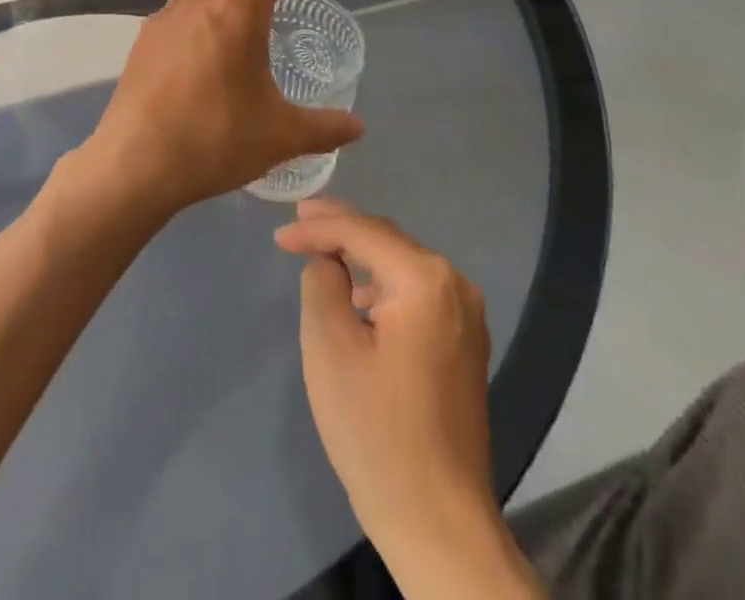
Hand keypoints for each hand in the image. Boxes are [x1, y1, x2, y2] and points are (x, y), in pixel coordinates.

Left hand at [82, 0, 362, 215]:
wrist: (135, 163)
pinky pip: (176, 11)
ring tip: (237, 25)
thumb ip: (323, 128)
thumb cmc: (214, 140)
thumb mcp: (278, 136)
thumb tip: (357, 129)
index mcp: (238, 12)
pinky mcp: (143, 40)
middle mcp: (199, 2)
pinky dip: (196, 15)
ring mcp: (165, 18)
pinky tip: (200, 54)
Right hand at [275, 199, 499, 560]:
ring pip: (401, 264)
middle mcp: (455, 285)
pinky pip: (415, 292)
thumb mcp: (329, 347)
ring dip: (360, 254)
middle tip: (298, 221)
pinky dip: (381, 283)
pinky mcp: (463, 343)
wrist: (438, 523)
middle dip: (340, 228)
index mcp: (425, 280)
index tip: (279, 235)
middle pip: (386, 240)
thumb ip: (322, 283)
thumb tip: (328, 261)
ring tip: (319, 249)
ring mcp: (465, 316)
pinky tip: (355, 295)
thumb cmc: (376, 431)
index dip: (316, 227)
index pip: (361, 232)